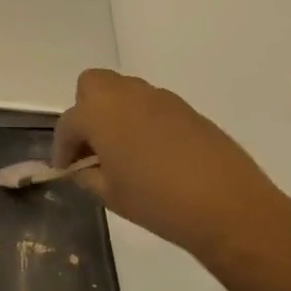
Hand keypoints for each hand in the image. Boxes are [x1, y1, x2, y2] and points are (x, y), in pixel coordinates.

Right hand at [52, 69, 290, 259]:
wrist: (228, 205)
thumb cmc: (157, 202)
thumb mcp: (110, 195)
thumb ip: (88, 176)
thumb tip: (83, 168)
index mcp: (100, 113)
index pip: (68, 123)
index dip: (62, 147)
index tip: (65, 169)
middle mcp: (127, 95)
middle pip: (92, 85)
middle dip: (85, 111)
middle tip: (91, 146)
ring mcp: (159, 98)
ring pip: (124, 92)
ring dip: (115, 113)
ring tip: (122, 151)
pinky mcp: (186, 108)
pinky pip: (151, 105)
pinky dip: (142, 120)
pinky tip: (153, 154)